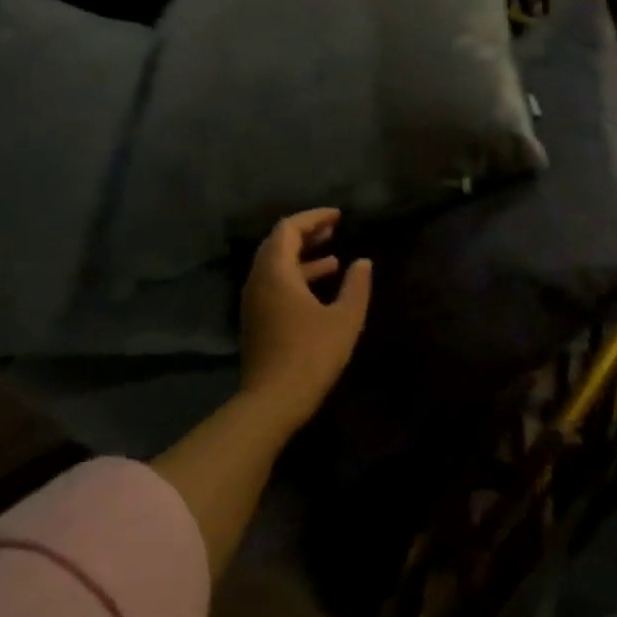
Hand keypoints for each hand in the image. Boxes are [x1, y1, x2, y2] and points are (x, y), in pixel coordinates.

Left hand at [240, 209, 371, 431]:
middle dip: (306, 233)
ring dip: (302, 256)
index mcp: (276, 273)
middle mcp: (258, 281)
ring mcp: (254, 301)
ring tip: (333, 257)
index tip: (338, 216)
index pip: (288, 229)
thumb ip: (356, 286)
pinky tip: (319, 288)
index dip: (313, 218)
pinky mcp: (256, 319)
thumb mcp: (345, 318)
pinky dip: (296, 276)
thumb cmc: (312, 355)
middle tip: (334, 230)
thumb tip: (362, 262)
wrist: (273, 400)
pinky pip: (274, 284)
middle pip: (277, 244)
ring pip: (275, 266)